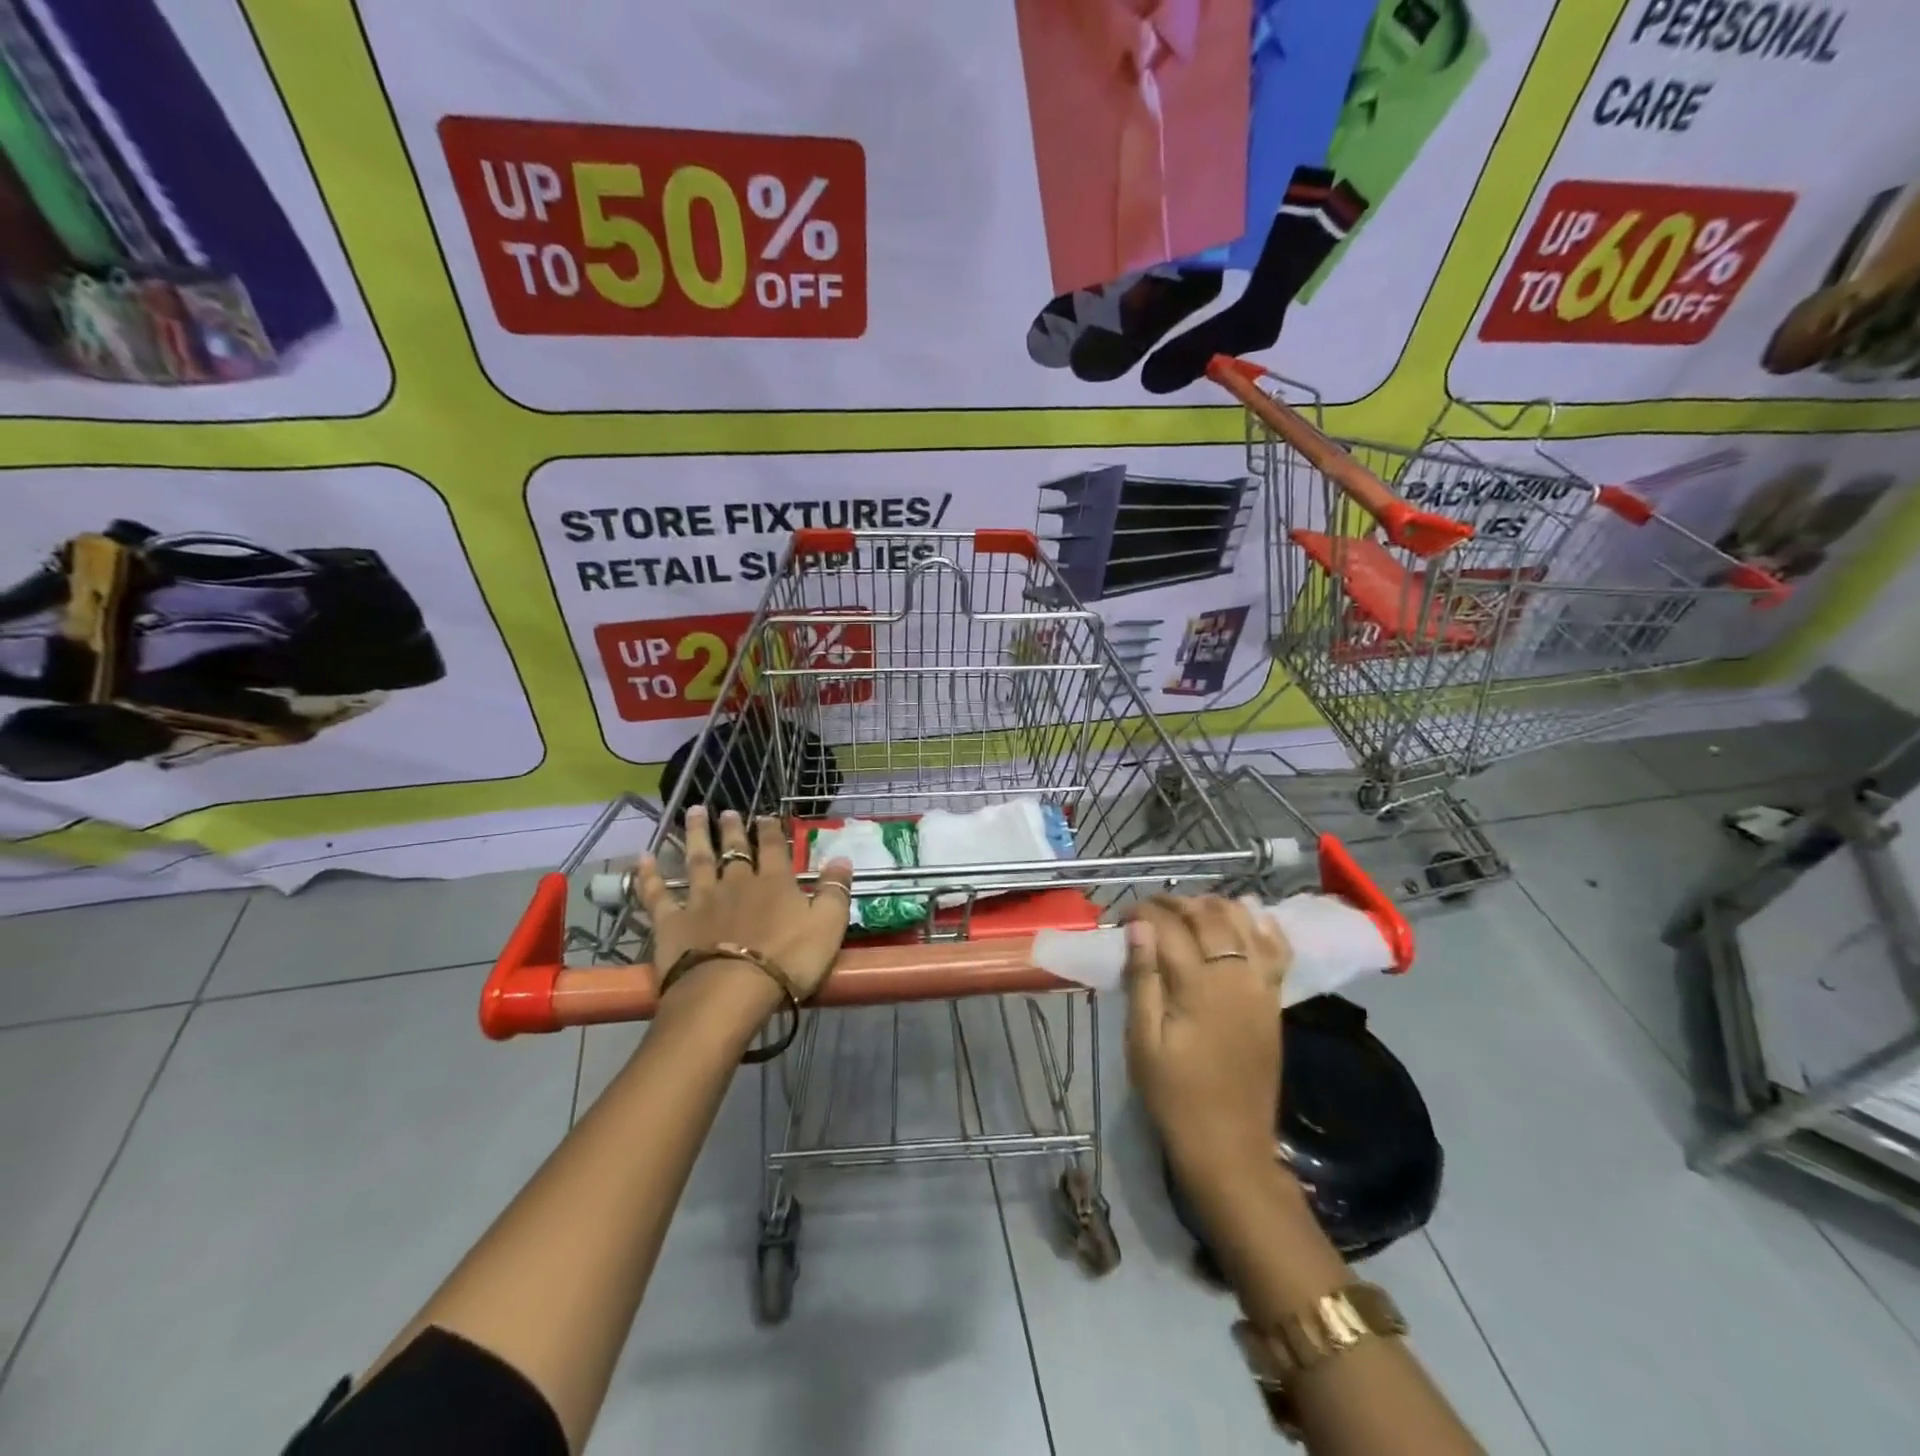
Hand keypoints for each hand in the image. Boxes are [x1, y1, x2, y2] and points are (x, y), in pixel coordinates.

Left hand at [635, 807, 854, 1001]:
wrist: (730, 991)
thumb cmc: (787, 960)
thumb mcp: (828, 925)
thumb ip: (835, 890)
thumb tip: (842, 857)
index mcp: (775, 882)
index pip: (773, 848)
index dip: (770, 830)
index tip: (765, 815)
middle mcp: (736, 882)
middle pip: (733, 849)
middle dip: (732, 829)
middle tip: (727, 811)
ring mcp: (701, 900)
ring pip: (697, 860)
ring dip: (696, 835)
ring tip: (694, 813)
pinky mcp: (671, 923)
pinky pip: (657, 895)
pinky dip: (649, 877)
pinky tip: (642, 859)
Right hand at [1122, 895, 1290, 1184]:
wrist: (1229, 1144)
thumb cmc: (1174, 1093)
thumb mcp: (1142, 1040)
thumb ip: (1142, 979)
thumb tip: (1138, 927)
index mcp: (1197, 986)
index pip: (1168, 927)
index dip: (1144, 912)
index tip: (1124, 914)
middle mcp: (1234, 976)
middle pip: (1207, 917)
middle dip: (1176, 903)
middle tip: (1150, 907)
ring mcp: (1260, 987)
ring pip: (1244, 924)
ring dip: (1216, 905)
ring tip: (1190, 906)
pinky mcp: (1274, 1001)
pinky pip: (1277, 951)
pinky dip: (1263, 926)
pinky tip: (1250, 915)